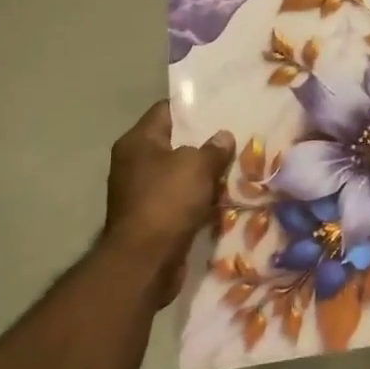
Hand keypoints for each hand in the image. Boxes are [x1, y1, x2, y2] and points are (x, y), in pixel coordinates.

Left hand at [103, 102, 234, 306]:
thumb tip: (223, 137)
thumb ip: (213, 148)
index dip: (193, 107)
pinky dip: (198, 199)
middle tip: (235, 138)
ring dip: (203, 174)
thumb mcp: (197, 166)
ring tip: (236, 166)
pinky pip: (180, 200)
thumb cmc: (167, 201)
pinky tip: (223, 197)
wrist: (145, 261)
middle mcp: (134, 163)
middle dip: (203, 142)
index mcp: (137, 142)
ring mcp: (141, 192)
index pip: (166, 110)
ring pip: (179, 174)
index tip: (221, 107)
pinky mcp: (152, 218)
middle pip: (174, 143)